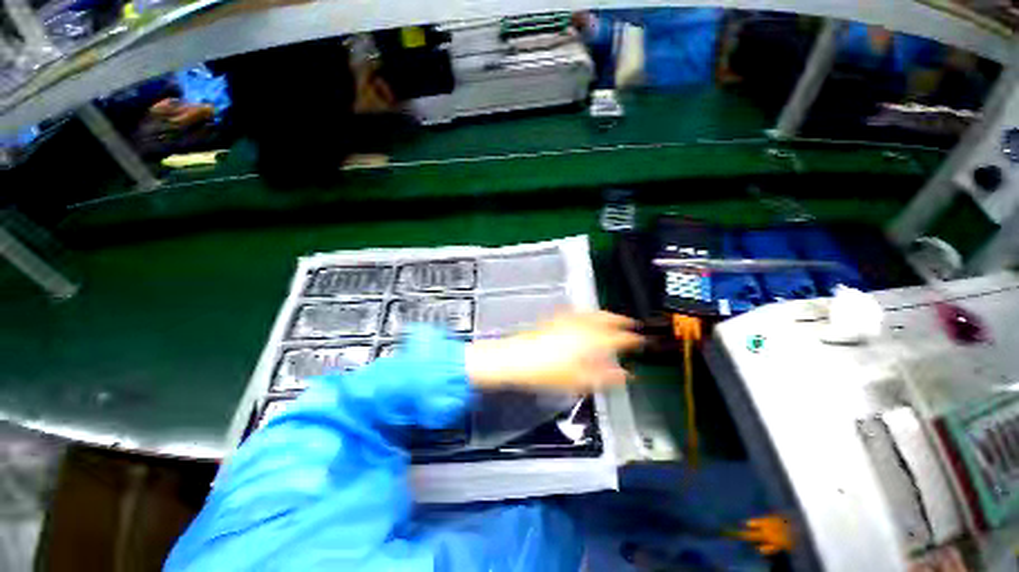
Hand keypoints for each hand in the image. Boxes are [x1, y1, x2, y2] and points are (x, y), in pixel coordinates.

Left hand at [465, 311, 642, 392]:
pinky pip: (578, 312)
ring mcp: (567, 319)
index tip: (641, 340)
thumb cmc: (548, 373)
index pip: (619, 337)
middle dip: (620, 320)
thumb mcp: (579, 381)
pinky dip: (588, 314)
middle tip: (631, 324)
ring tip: (613, 319)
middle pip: (606, 318)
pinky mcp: (555, 318)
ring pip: (593, 313)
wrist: (517, 358)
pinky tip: (585, 318)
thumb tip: (625, 375)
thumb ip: (605, 377)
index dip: (632, 339)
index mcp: (591, 340)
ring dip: (606, 315)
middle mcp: (582, 325)